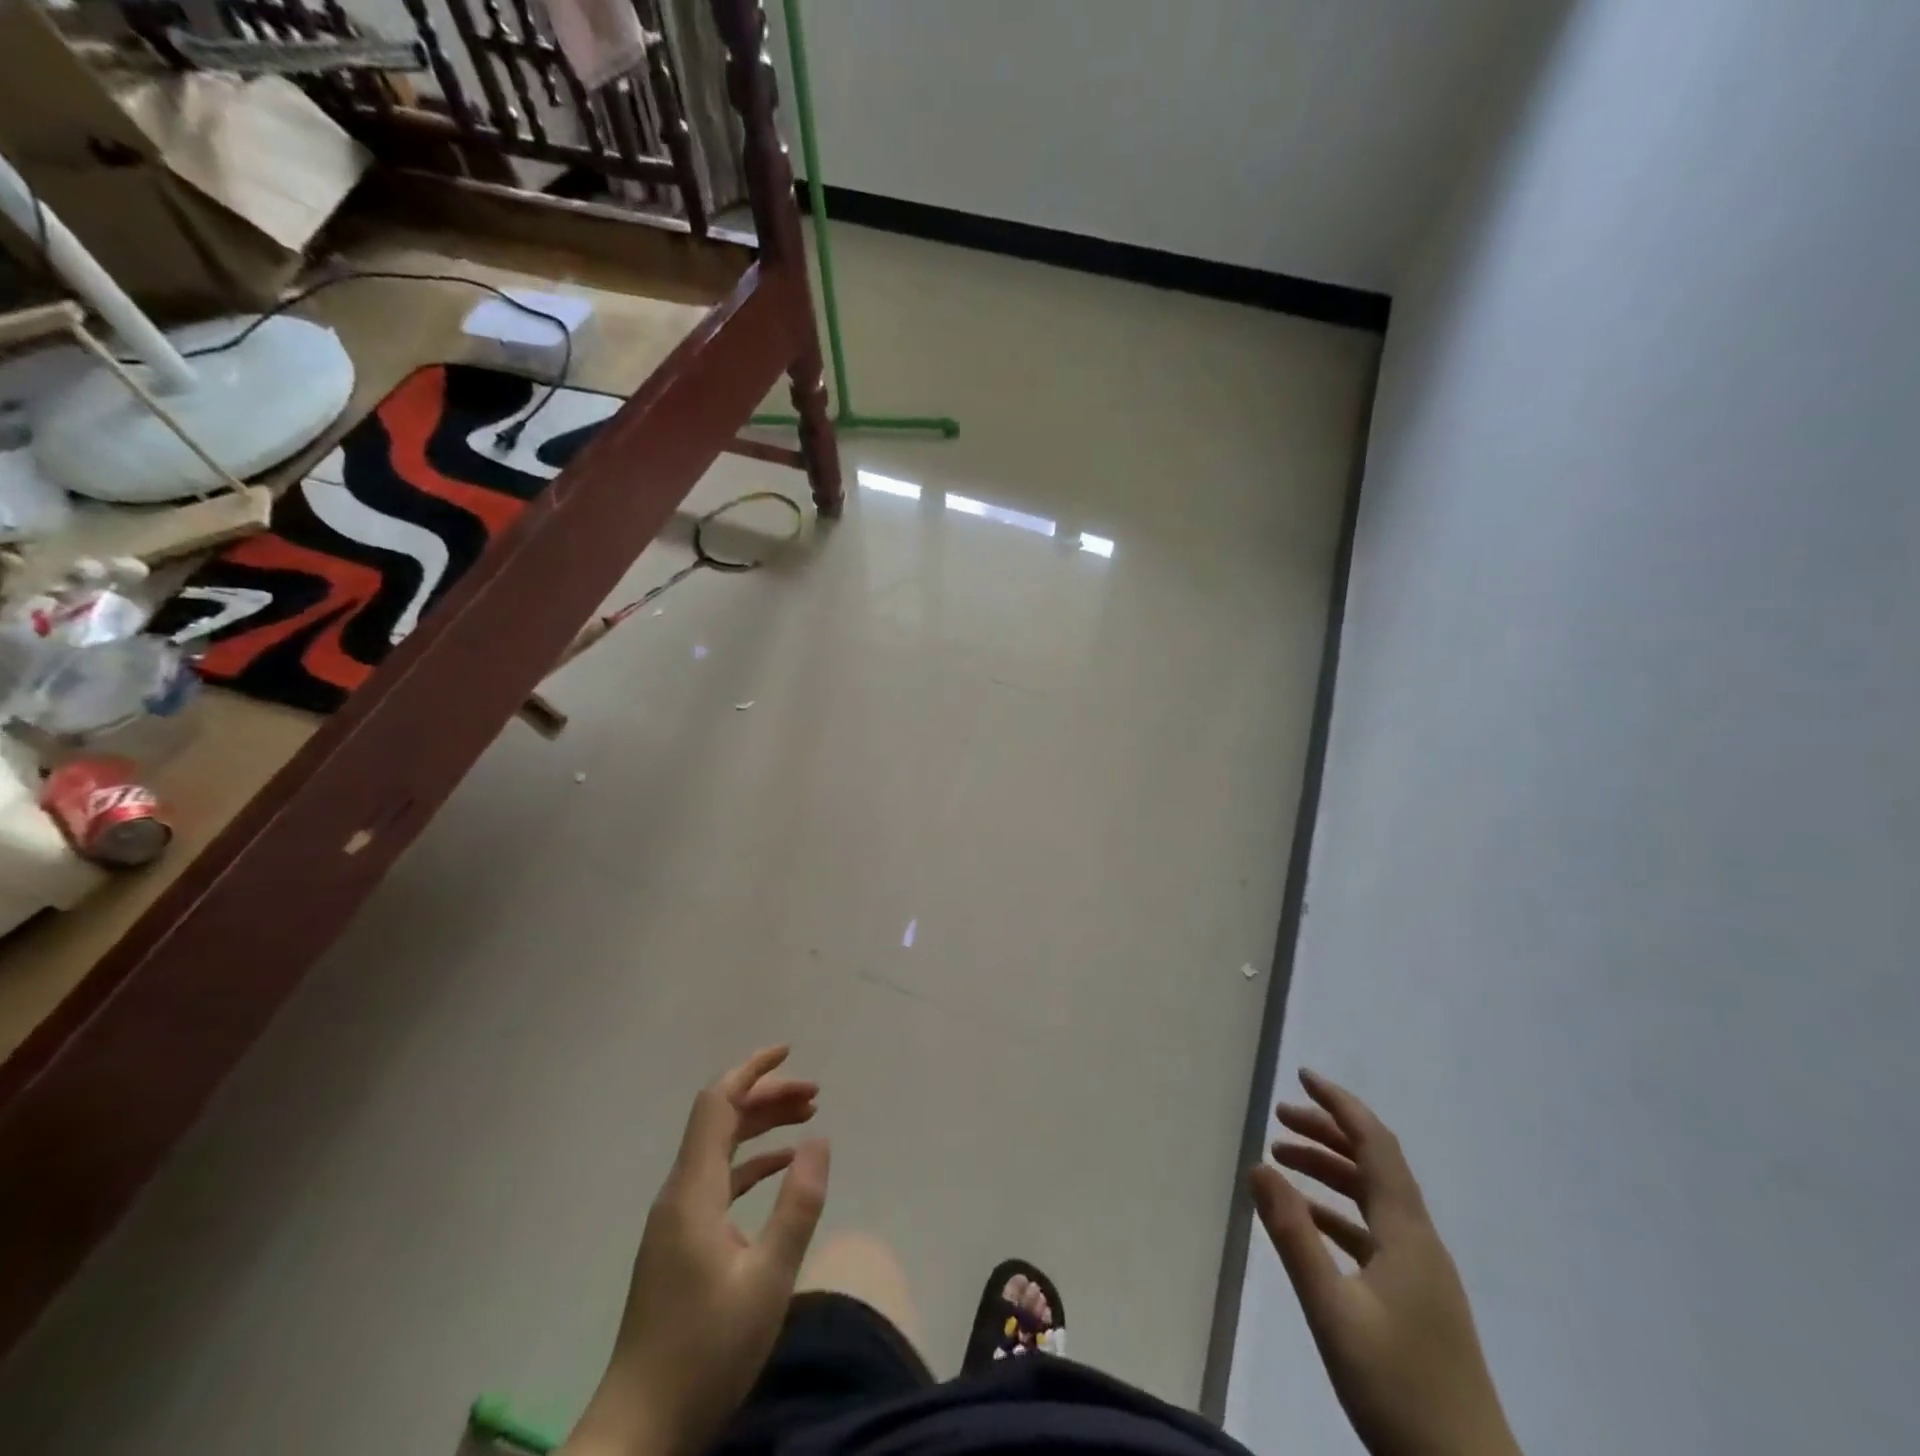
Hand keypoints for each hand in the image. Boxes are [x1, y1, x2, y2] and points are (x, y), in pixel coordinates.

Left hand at [566, 1046, 829, 1455]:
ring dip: (762, 1126)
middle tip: (816, 1094)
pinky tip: (781, 1168)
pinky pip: (718, 1180)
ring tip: (808, 1118)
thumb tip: (819, 1141)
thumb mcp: (768, 1280)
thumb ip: (797, 1206)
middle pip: (721, 1120)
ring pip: (721, 1148)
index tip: (789, 1052)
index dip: (751, 1070)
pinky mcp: (680, 1242)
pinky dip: (752, 1163)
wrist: (639, 1430)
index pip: (717, 1103)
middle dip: (767, 1097)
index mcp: (693, 1191)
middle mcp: (679, 1193)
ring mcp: (676, 1218)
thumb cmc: (706, 1353)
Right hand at [1250, 1070, 1519, 1455]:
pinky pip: (1373, 1233)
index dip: (1340, 1105)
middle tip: (1280, 1117)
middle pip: (1374, 1165)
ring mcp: (1422, 1274)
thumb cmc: (1399, 1390)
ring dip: (1330, 1171)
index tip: (1303, 1077)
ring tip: (1282, 1160)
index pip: (1375, 1145)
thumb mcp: (1332, 1310)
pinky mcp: (1418, 1301)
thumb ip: (1293, 1235)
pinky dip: (1338, 1212)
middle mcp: (1419, 1242)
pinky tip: (1309, 1223)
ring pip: (1373, 1199)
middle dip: (1328, 1132)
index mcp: (1407, 1234)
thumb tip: (1258, 1164)